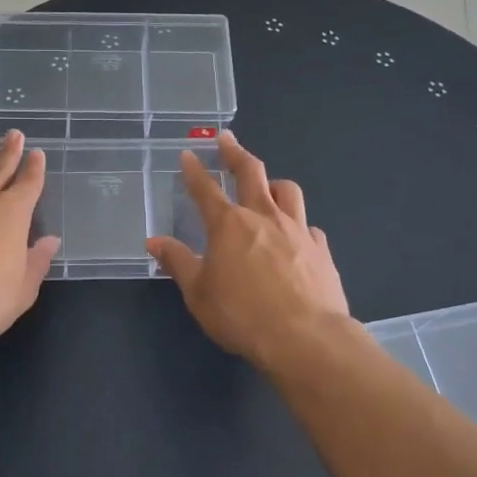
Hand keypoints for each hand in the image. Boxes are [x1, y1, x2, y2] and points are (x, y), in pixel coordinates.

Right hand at [146, 132, 350, 371]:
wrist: (306, 338)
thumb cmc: (243, 315)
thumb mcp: (199, 293)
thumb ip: (178, 263)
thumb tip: (154, 241)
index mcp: (229, 225)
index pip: (206, 189)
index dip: (194, 170)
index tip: (188, 154)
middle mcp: (264, 217)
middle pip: (250, 172)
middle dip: (235, 153)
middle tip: (227, 138)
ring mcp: (298, 230)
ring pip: (287, 190)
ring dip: (273, 182)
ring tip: (267, 185)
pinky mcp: (321, 250)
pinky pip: (310, 226)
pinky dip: (300, 225)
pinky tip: (297, 236)